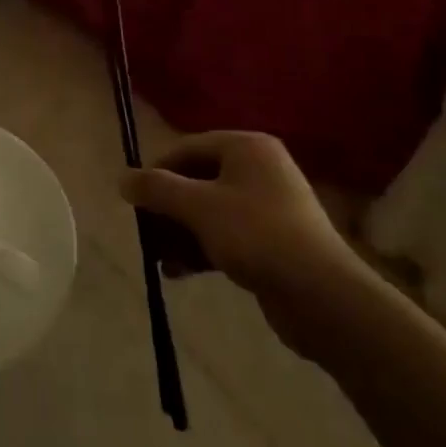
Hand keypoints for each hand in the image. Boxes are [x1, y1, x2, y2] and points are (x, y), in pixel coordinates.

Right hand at [122, 131, 365, 351]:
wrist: (324, 298)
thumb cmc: (257, 235)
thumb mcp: (199, 207)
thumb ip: (158, 189)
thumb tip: (122, 178)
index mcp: (246, 147)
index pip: (188, 148)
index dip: (157, 171)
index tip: (134, 199)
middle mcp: (259, 170)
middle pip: (198, 180)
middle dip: (168, 208)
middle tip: (144, 231)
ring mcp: (268, 207)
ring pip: (210, 212)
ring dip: (180, 232)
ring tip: (157, 258)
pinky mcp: (273, 243)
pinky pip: (226, 236)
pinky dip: (201, 249)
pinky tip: (178, 272)